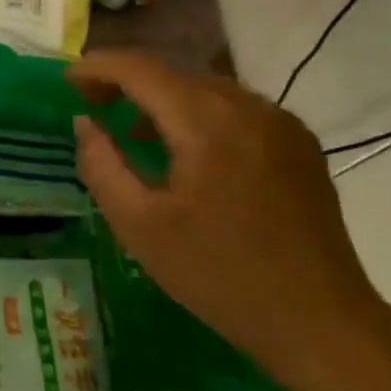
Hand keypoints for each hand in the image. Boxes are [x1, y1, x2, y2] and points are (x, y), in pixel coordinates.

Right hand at [67, 51, 390, 389]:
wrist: (322, 323)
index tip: (68, 82)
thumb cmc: (220, 277)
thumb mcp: (140, 227)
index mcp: (206, 122)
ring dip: (163, 100)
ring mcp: (280, 121)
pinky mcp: (299, 142)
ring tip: (135, 133)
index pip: (140, 69)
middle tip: (94, 108)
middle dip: (127, 83)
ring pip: (205, 89)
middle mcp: (247, 106)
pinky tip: (190, 153)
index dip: (98, 67)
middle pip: (173, 74)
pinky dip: (200, 116)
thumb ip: (102, 165)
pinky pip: (236, 109)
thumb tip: (84, 122)